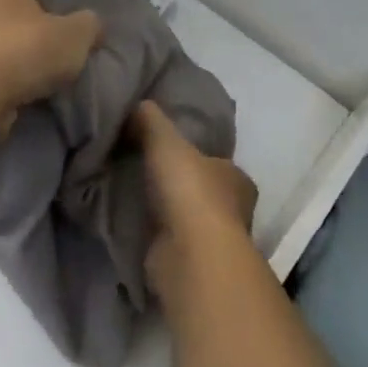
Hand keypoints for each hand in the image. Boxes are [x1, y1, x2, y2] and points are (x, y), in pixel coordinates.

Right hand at [130, 101, 257, 293]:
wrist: (190, 255)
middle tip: (143, 170)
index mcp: (236, 178)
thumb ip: (151, 120)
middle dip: (178, 184)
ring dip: (165, 211)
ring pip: (186, 218)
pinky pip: (170, 241)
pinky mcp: (192, 263)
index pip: (217, 162)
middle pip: (202, 190)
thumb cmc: (189, 192)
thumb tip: (138, 103)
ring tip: (131, 195)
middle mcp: (233, 210)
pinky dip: (155, 234)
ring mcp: (213, 240)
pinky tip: (132, 224)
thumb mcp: (166, 141)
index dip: (195, 155)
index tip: (167, 151)